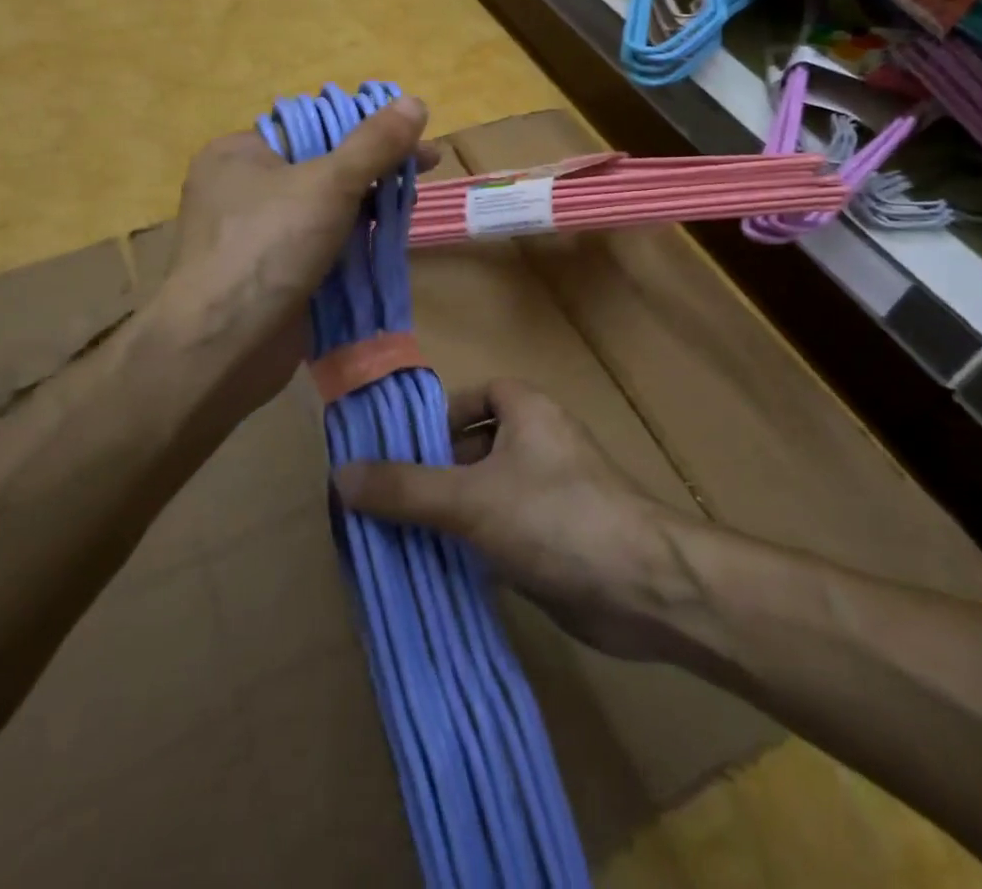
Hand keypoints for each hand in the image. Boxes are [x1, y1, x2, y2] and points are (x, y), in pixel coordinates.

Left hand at [149, 95, 431, 427]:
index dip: (365, 127)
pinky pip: (321, 244)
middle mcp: (244, 189)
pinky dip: (353, 241)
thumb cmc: (269, 245)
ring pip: (325, 208)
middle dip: (375, 167)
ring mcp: (257, 235)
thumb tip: (415, 101)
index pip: (312, 126)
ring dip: (369, 205)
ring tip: (411, 206)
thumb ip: (374, 143)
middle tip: (425, 169)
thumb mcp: (329, 183)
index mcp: (240, 153)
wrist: (224, 344)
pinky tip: (387, 241)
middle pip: (323, 166)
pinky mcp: (272, 273)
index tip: (412, 137)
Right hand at [334, 380, 695, 660]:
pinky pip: (501, 530)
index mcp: (528, 410)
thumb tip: (340, 475)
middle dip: (434, 471)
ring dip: (450, 513)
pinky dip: (473, 544)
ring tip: (397, 538)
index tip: (398, 451)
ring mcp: (550, 492)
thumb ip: (405, 488)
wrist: (641, 587)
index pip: (476, 395)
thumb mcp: (470, 499)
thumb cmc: (554, 518)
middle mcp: (540, 442)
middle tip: (384, 501)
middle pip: (476, 445)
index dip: (439, 417)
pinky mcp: (555, 538)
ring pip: (486, 492)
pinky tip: (439, 569)